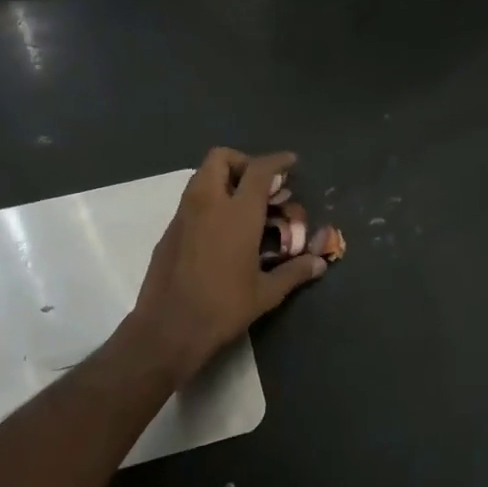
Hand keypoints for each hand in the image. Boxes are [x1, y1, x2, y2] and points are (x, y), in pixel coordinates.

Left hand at [130, 147, 326, 385]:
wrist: (169, 328)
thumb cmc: (223, 307)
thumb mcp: (266, 293)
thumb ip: (294, 272)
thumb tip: (319, 263)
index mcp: (237, 214)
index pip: (258, 170)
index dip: (276, 161)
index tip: (290, 162)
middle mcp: (207, 204)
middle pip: (220, 158)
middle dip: (242, 162)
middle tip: (260, 185)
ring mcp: (183, 216)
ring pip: (201, 177)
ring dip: (223, 180)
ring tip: (243, 207)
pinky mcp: (168, 232)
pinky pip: (190, 201)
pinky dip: (208, 201)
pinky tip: (221, 232)